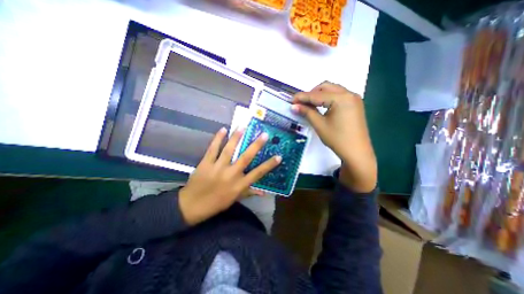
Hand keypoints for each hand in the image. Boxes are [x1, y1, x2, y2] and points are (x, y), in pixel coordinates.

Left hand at [179, 126, 280, 224]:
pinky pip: (212, 149)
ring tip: (243, 127)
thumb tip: (263, 192)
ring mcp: (217, 167)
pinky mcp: (205, 163)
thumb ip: (249, 192)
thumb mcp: (235, 199)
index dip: (269, 165)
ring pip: (229, 150)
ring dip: (236, 137)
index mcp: (239, 185)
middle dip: (256, 145)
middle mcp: (231, 174)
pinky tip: (223, 129)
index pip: (258, 173)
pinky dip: (217, 138)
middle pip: (245, 157)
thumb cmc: (216, 203)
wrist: (192, 206)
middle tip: (264, 134)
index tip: (278, 156)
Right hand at [293, 81, 373, 191]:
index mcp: (341, 98)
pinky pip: (339, 96)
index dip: (302, 97)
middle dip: (311, 93)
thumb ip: (307, 112)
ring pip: (333, 90)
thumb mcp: (320, 125)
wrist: (357, 152)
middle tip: (301, 103)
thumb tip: (294, 106)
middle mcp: (349, 94)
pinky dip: (328, 98)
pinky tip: (322, 106)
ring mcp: (354, 99)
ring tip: (310, 105)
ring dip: (320, 95)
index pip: (316, 95)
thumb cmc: (337, 139)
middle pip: (326, 87)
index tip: (291, 100)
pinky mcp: (355, 104)